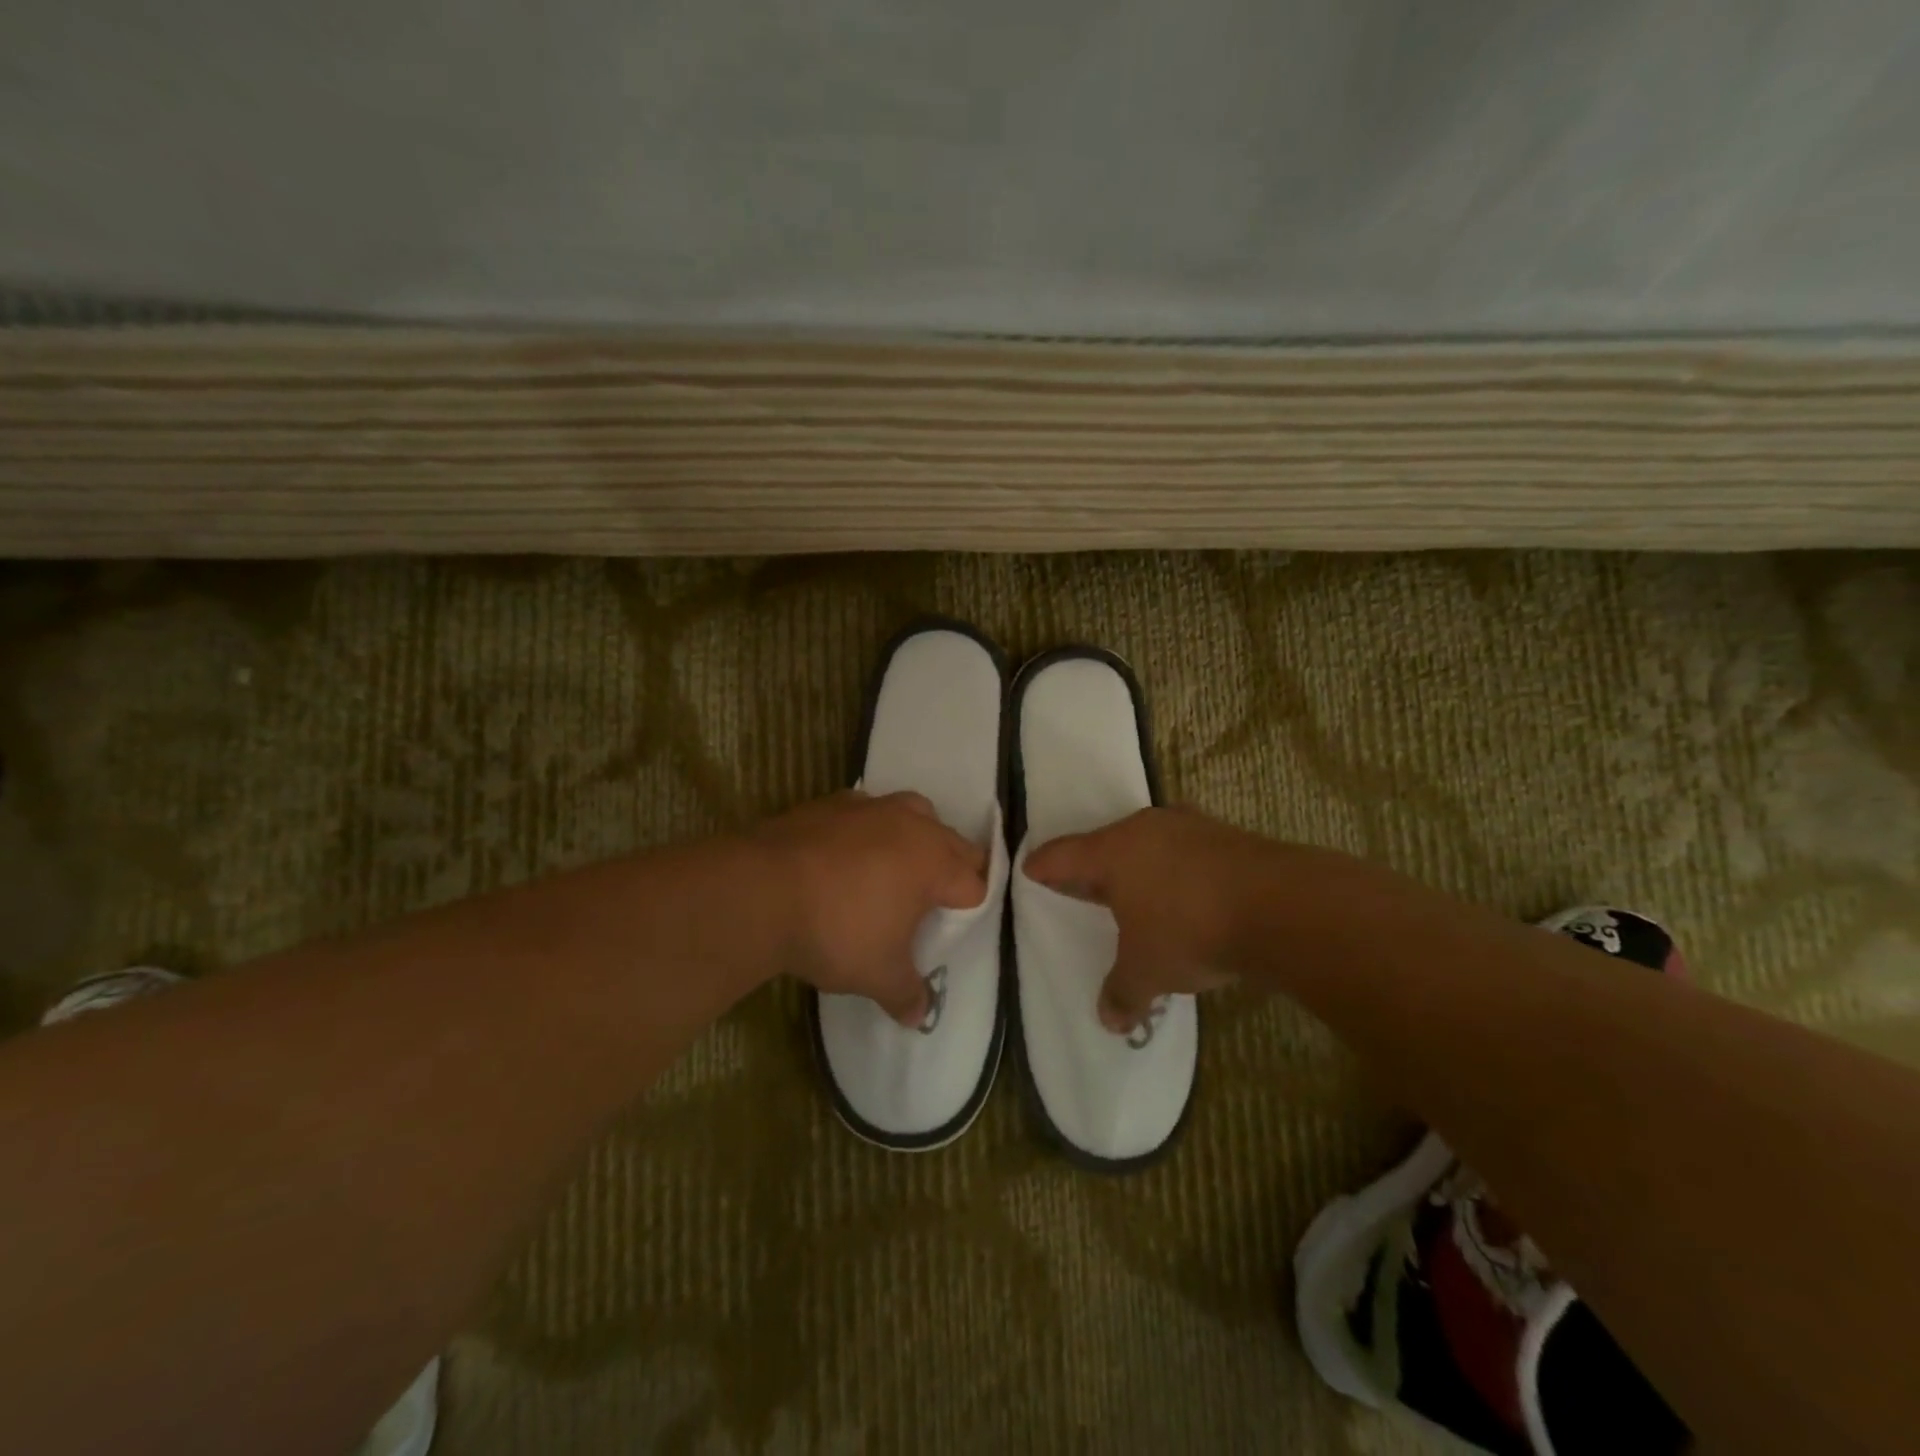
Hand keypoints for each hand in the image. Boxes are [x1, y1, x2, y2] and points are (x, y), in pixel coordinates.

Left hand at [754, 790, 988, 1026]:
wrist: (760, 891)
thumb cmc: (836, 932)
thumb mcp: (877, 975)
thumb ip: (906, 994)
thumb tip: (919, 1016)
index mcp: (934, 863)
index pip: (974, 884)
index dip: (970, 908)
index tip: (954, 928)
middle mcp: (911, 826)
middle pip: (953, 842)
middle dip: (955, 868)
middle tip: (939, 899)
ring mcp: (870, 807)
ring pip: (914, 811)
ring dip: (917, 835)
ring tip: (900, 865)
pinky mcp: (831, 802)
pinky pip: (866, 810)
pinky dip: (869, 827)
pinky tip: (849, 852)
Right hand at [1023, 806, 1261, 1032]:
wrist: (1281, 906)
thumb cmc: (1190, 929)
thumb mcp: (1148, 970)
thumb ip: (1123, 993)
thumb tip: (1109, 1021)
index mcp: (1113, 851)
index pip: (1063, 855)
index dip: (1044, 865)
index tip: (1031, 869)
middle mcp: (1146, 829)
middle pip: (1107, 844)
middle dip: (1095, 866)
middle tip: (1085, 886)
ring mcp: (1190, 827)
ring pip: (1151, 843)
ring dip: (1141, 866)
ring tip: (1138, 891)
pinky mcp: (1228, 835)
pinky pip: (1188, 850)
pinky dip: (1179, 869)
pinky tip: (1188, 892)